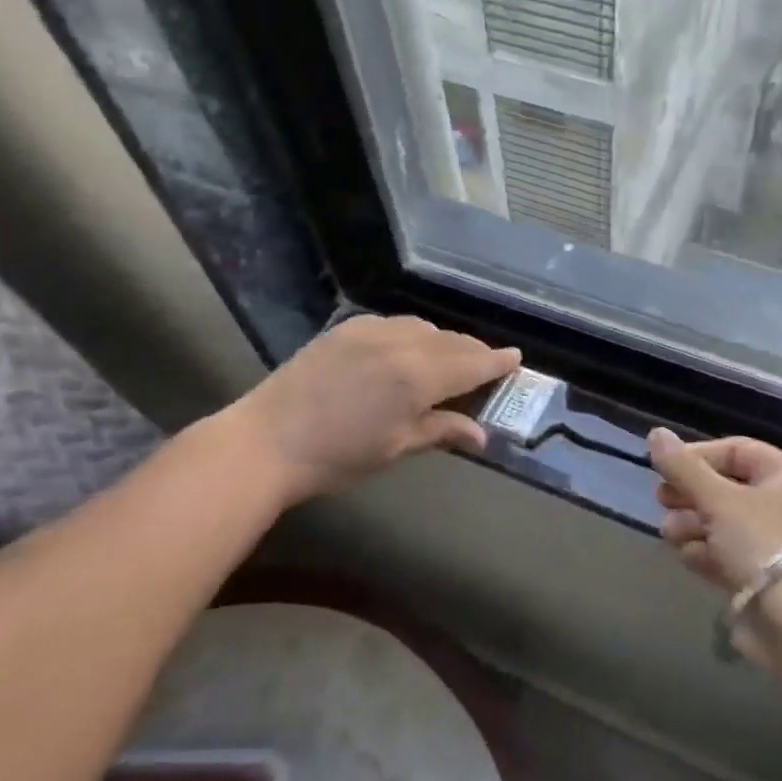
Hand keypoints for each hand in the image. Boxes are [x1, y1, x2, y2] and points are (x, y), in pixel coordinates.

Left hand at [235, 315, 520, 505]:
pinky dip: (413, 334)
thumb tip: (481, 434)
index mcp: (417, 377)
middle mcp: (401, 343)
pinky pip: (394, 323)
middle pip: (452, 341)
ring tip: (449, 359)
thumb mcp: (394, 448)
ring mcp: (371, 330)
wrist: (265, 441)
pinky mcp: (346, 328)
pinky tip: (408, 350)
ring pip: (424, 327)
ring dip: (444, 341)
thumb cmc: (336, 457)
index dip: (497, 362)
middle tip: (488, 364)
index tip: (516, 358)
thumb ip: (440, 431)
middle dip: (474, 352)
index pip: (471, 364)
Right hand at [647, 428, 781, 593]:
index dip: (698, 455)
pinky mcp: (759, 574)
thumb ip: (683, 468)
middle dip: (690, 493)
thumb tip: (655, 433)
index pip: (736, 450)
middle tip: (660, 499)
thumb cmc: (760, 543)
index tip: (666, 468)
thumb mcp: (717, 499)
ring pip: (721, 521)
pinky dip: (703, 551)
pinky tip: (685, 555)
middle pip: (725, 486)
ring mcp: (771, 541)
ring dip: (690, 523)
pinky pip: (724, 552)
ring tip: (668, 532)